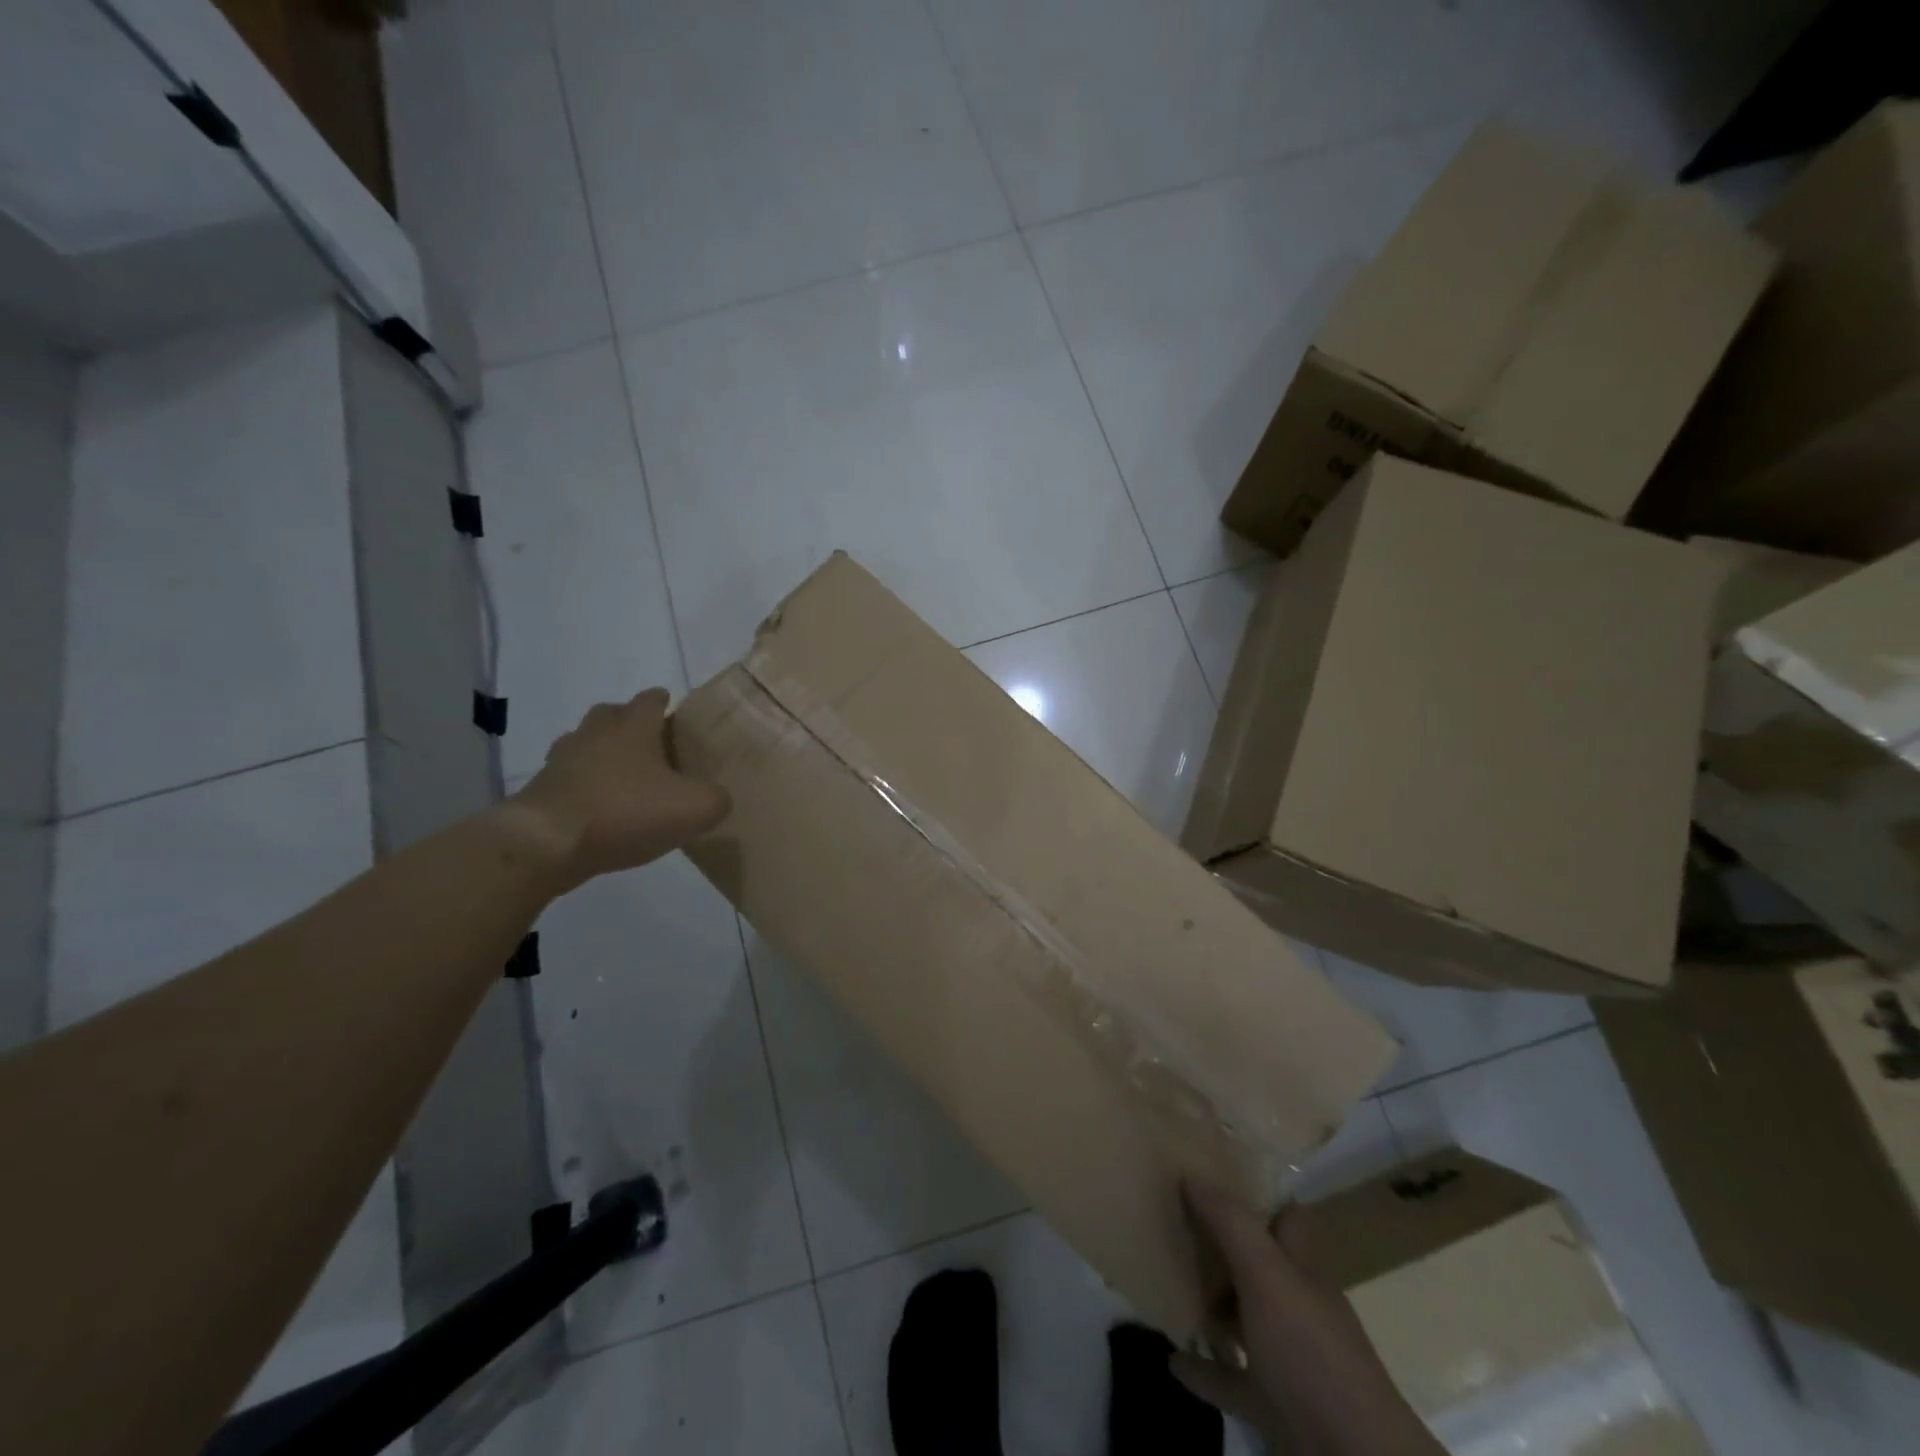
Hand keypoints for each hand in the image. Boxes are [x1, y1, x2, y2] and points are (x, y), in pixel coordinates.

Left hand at [506, 688, 730, 891]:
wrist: (546, 842)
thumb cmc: (625, 811)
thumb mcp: (694, 809)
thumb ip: (716, 799)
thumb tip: (718, 798)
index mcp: (634, 726)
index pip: (651, 699)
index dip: (665, 702)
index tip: (676, 712)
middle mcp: (596, 732)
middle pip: (613, 713)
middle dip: (631, 723)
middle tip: (652, 746)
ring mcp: (563, 759)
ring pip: (586, 743)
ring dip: (604, 754)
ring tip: (625, 779)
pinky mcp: (542, 789)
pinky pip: (569, 778)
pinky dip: (584, 786)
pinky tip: (599, 808)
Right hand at [1172, 1180, 1443, 1455]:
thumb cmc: (1311, 1352)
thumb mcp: (1268, 1276)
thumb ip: (1231, 1224)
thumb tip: (1190, 1174)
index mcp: (1301, 1269)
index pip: (1285, 1217)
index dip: (1257, 1193)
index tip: (1213, 1171)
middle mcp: (1296, 1306)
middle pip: (1257, 1263)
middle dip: (1221, 1244)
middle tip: (1174, 1219)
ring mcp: (1285, 1358)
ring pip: (1242, 1318)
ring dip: (1209, 1304)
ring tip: (1166, 1280)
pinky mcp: (1271, 1403)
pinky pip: (1228, 1378)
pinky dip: (1201, 1368)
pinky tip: (1172, 1358)